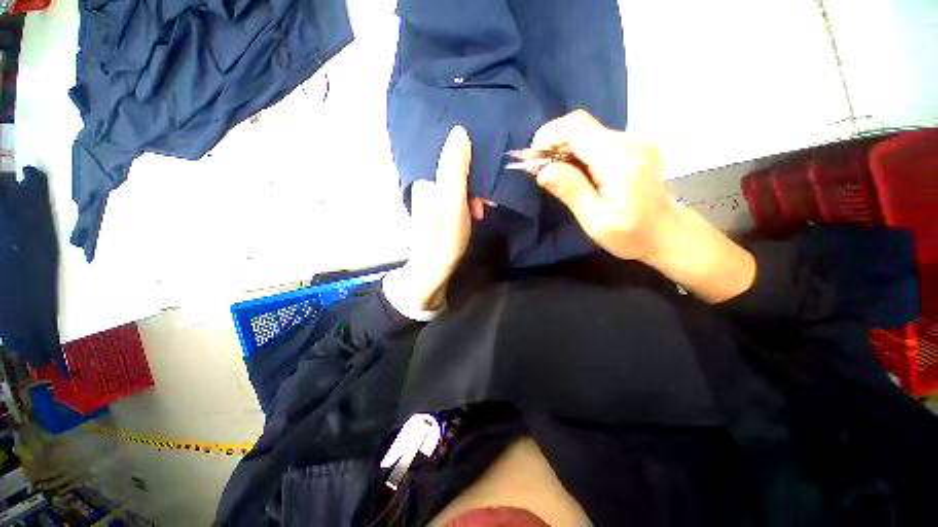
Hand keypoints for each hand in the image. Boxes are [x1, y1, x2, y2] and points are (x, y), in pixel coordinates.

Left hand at [390, 126, 486, 311]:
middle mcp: (426, 183)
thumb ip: (455, 168)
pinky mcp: (437, 207)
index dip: (472, 168)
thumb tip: (459, 131)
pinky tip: (472, 214)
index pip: (453, 156)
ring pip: (459, 184)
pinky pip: (456, 194)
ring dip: (473, 196)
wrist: (434, 267)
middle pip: (457, 171)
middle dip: (475, 186)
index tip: (482, 189)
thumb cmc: (445, 236)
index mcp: (427, 178)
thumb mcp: (453, 201)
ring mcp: (431, 196)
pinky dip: (467, 202)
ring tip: (478, 213)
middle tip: (481, 206)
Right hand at [530, 110, 673, 261]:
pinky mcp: (632, 147)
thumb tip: (542, 170)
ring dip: (563, 148)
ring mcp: (633, 142)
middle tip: (537, 169)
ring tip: (551, 173)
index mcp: (619, 160)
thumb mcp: (595, 220)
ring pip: (587, 132)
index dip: (548, 136)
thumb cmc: (631, 235)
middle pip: (580, 125)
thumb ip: (571, 191)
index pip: (577, 127)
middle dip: (552, 143)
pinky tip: (571, 171)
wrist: (667, 233)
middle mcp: (629, 142)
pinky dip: (577, 152)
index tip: (532, 160)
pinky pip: (596, 140)